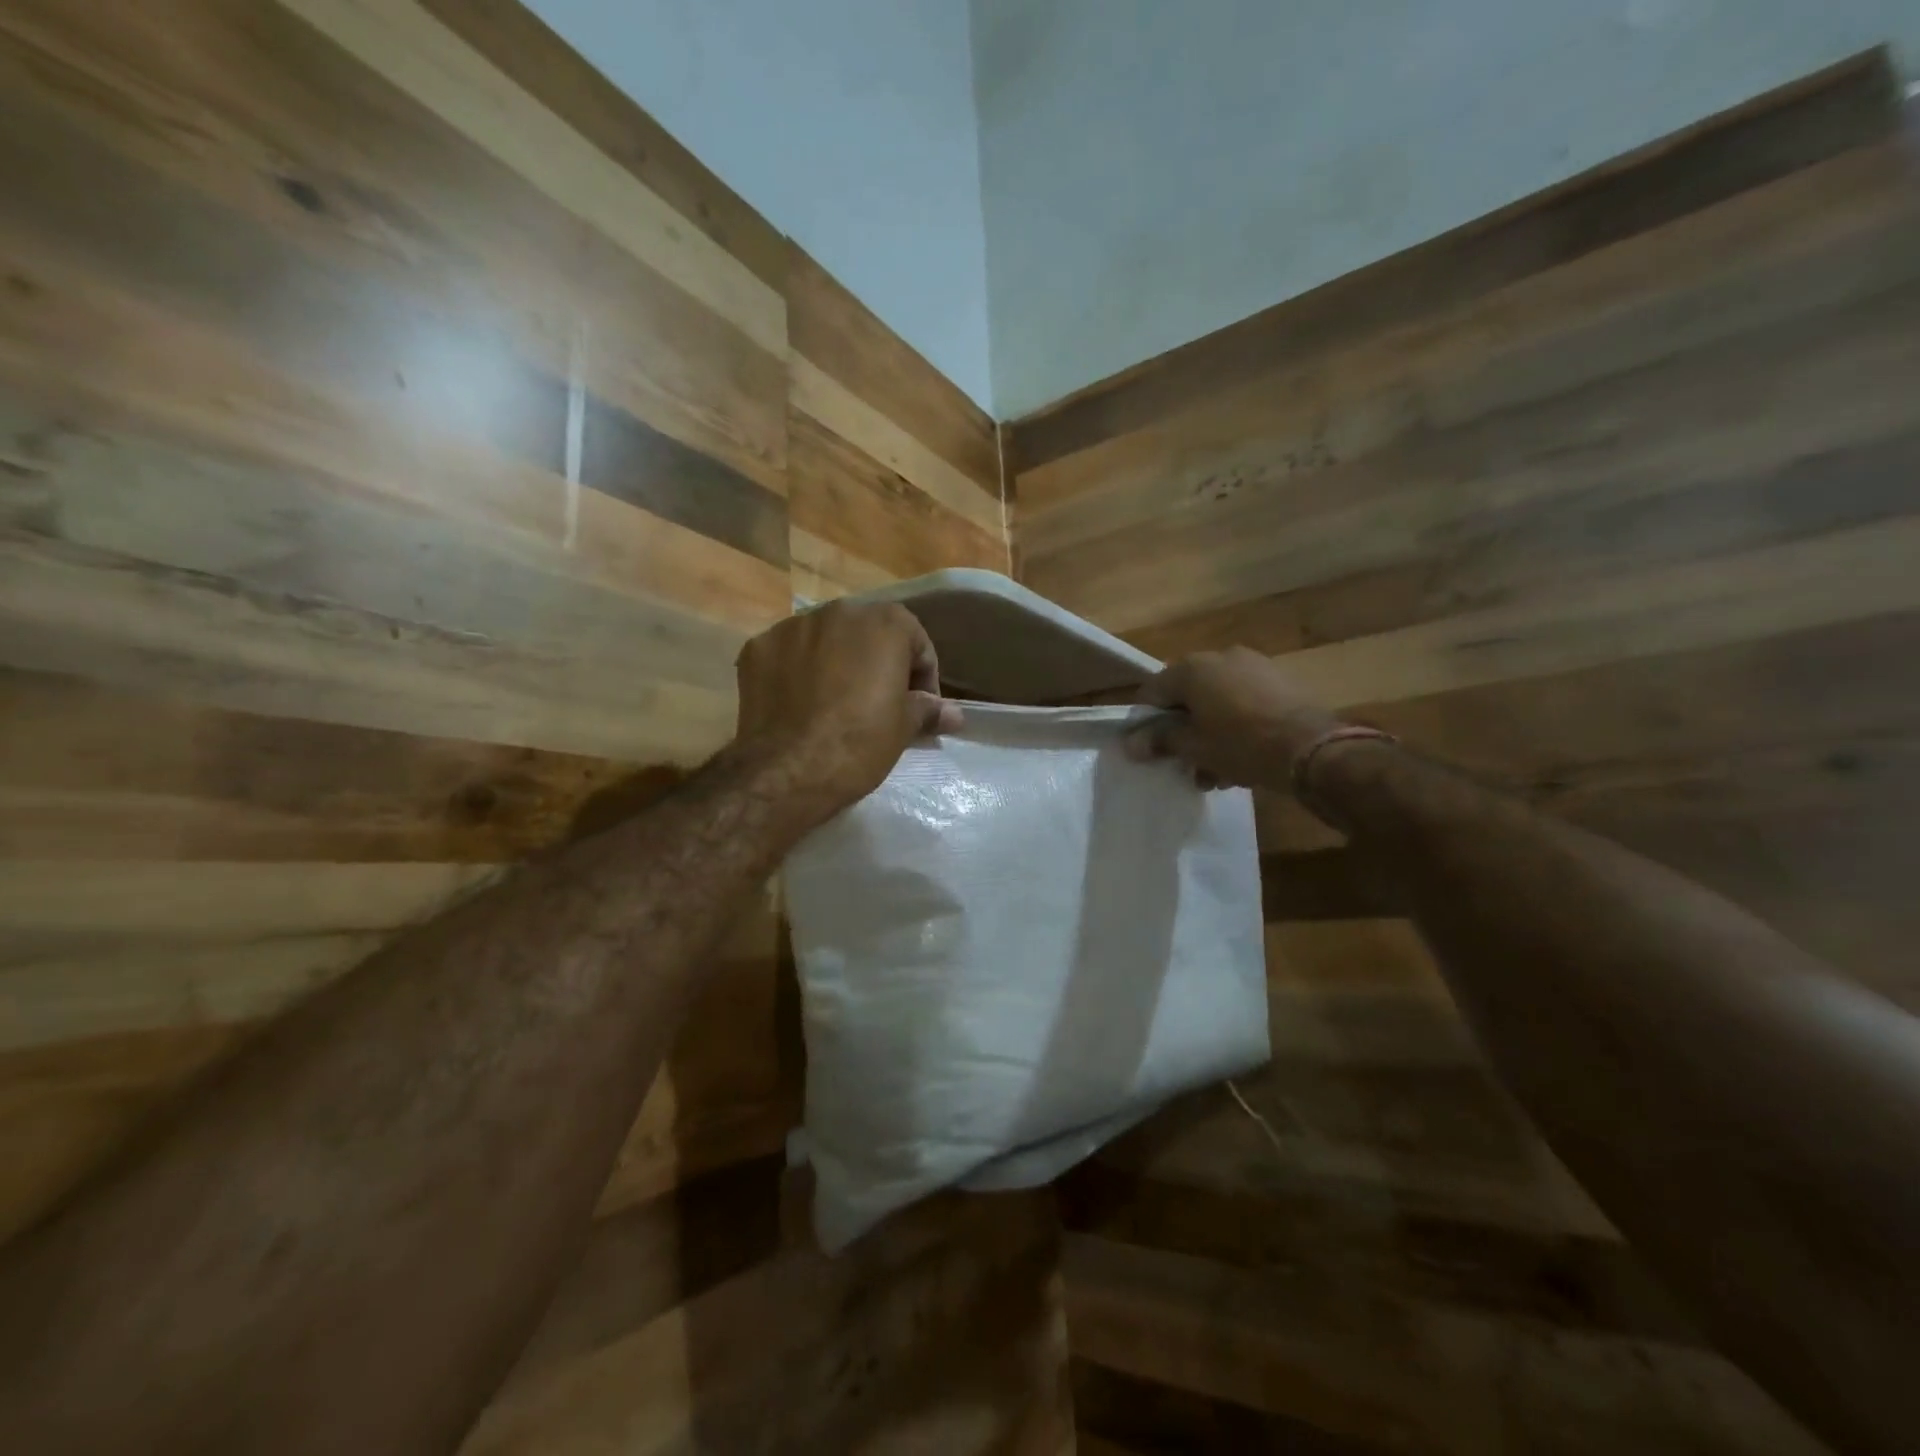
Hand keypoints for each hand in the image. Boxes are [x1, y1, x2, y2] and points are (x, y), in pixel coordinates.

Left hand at [733, 601, 961, 823]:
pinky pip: (788, 654)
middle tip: (879, 703)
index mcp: (884, 622)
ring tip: (836, 703)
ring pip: (825, 640)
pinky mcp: (757, 647)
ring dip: (836, 662)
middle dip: (877, 662)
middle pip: (868, 633)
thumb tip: (954, 713)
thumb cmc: (860, 743)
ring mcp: (792, 626)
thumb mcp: (904, 728)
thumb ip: (928, 709)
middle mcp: (838, 611)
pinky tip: (800, 704)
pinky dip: (797, 671)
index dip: (922, 676)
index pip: (915, 642)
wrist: (787, 770)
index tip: (920, 707)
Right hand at [1124, 648, 1341, 790]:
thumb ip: (1159, 741)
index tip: (1149, 750)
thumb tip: (1131, 744)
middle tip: (1185, 764)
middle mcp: (1220, 657)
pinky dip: (1235, 726)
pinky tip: (1241, 759)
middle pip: (1187, 697)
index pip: (1152, 692)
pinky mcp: (1279, 681)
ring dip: (1209, 734)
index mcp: (1192, 668)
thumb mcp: (1193, 747)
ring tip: (1215, 772)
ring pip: (1216, 703)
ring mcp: (1253, 666)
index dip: (1146, 722)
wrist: (1312, 748)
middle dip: (1183, 732)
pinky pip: (1243, 703)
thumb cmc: (1241, 744)